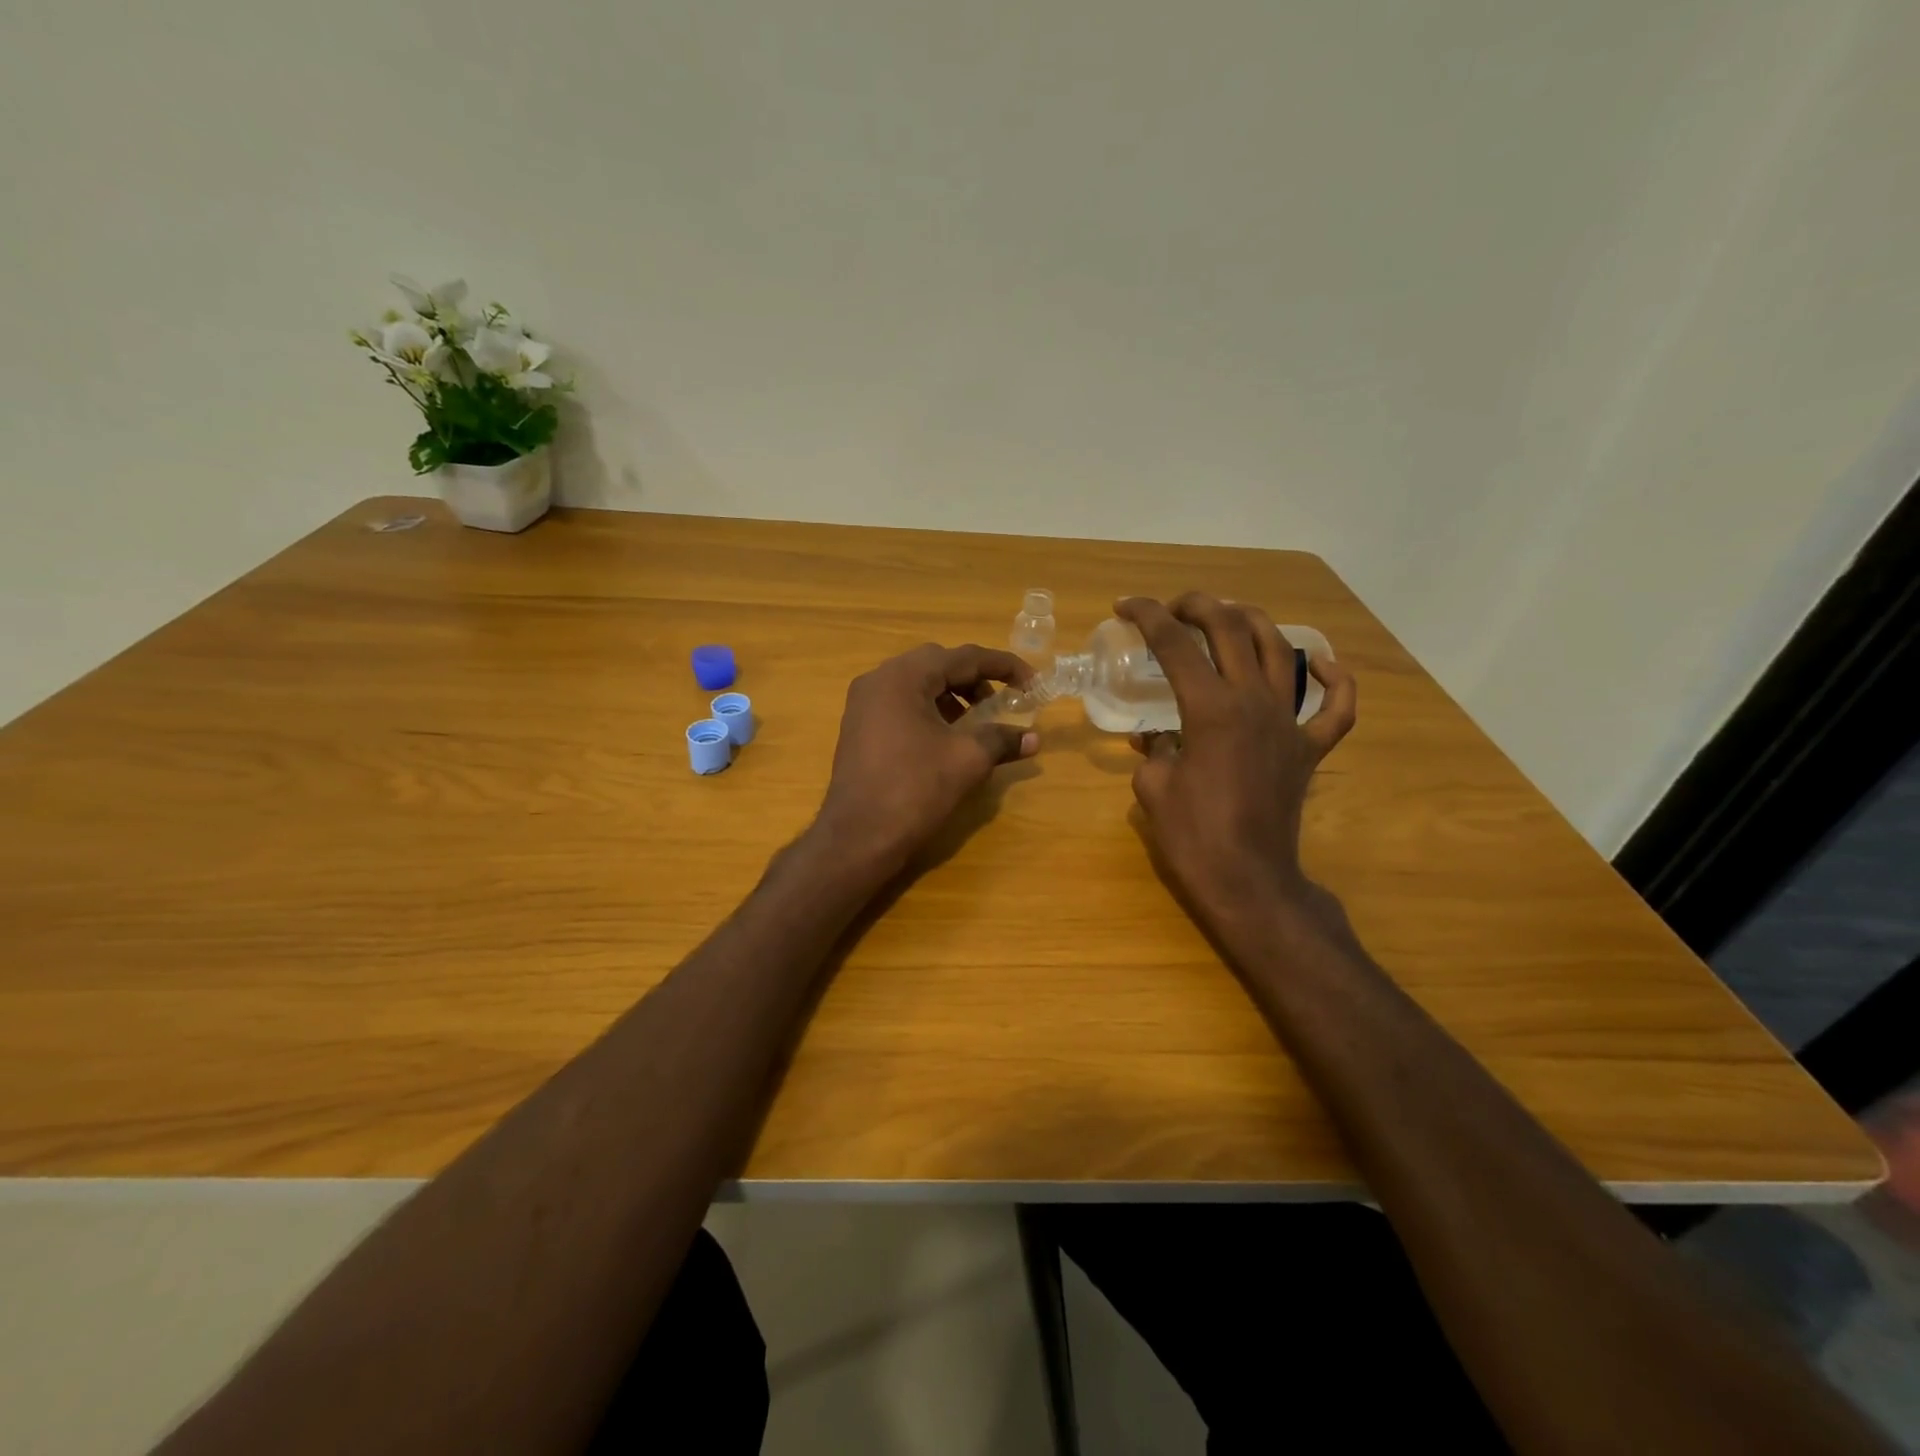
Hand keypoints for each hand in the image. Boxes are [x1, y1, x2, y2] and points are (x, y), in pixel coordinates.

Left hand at [814, 643, 1038, 873]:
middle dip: (975, 679)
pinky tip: (946, 737)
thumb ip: (1001, 740)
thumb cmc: (914, 789)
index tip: (1032, 682)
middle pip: (937, 664)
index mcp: (903, 677)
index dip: (1003, 666)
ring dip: (952, 695)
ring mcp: (863, 704)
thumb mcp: (967, 760)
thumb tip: (1033, 739)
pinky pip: (901, 704)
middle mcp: (878, 680)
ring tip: (977, 722)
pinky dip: (929, 710)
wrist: (858, 837)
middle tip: (1002, 702)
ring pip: (917, 684)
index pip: (963, 657)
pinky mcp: (859, 728)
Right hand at [1116, 593, 1356, 935]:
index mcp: (1209, 709)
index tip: (1126, 606)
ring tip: (1228, 617)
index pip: (1174, 644)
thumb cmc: (1192, 836)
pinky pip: (1336, 706)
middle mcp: (1254, 701)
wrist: (1248, 880)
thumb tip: (1156, 740)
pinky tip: (1319, 662)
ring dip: (1252, 622)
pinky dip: (1333, 678)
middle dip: (1198, 605)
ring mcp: (1289, 722)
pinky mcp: (1311, 748)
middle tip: (1173, 607)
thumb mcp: (1153, 788)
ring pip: (1281, 650)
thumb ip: (1154, 751)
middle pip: (1230, 629)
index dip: (1146, 616)